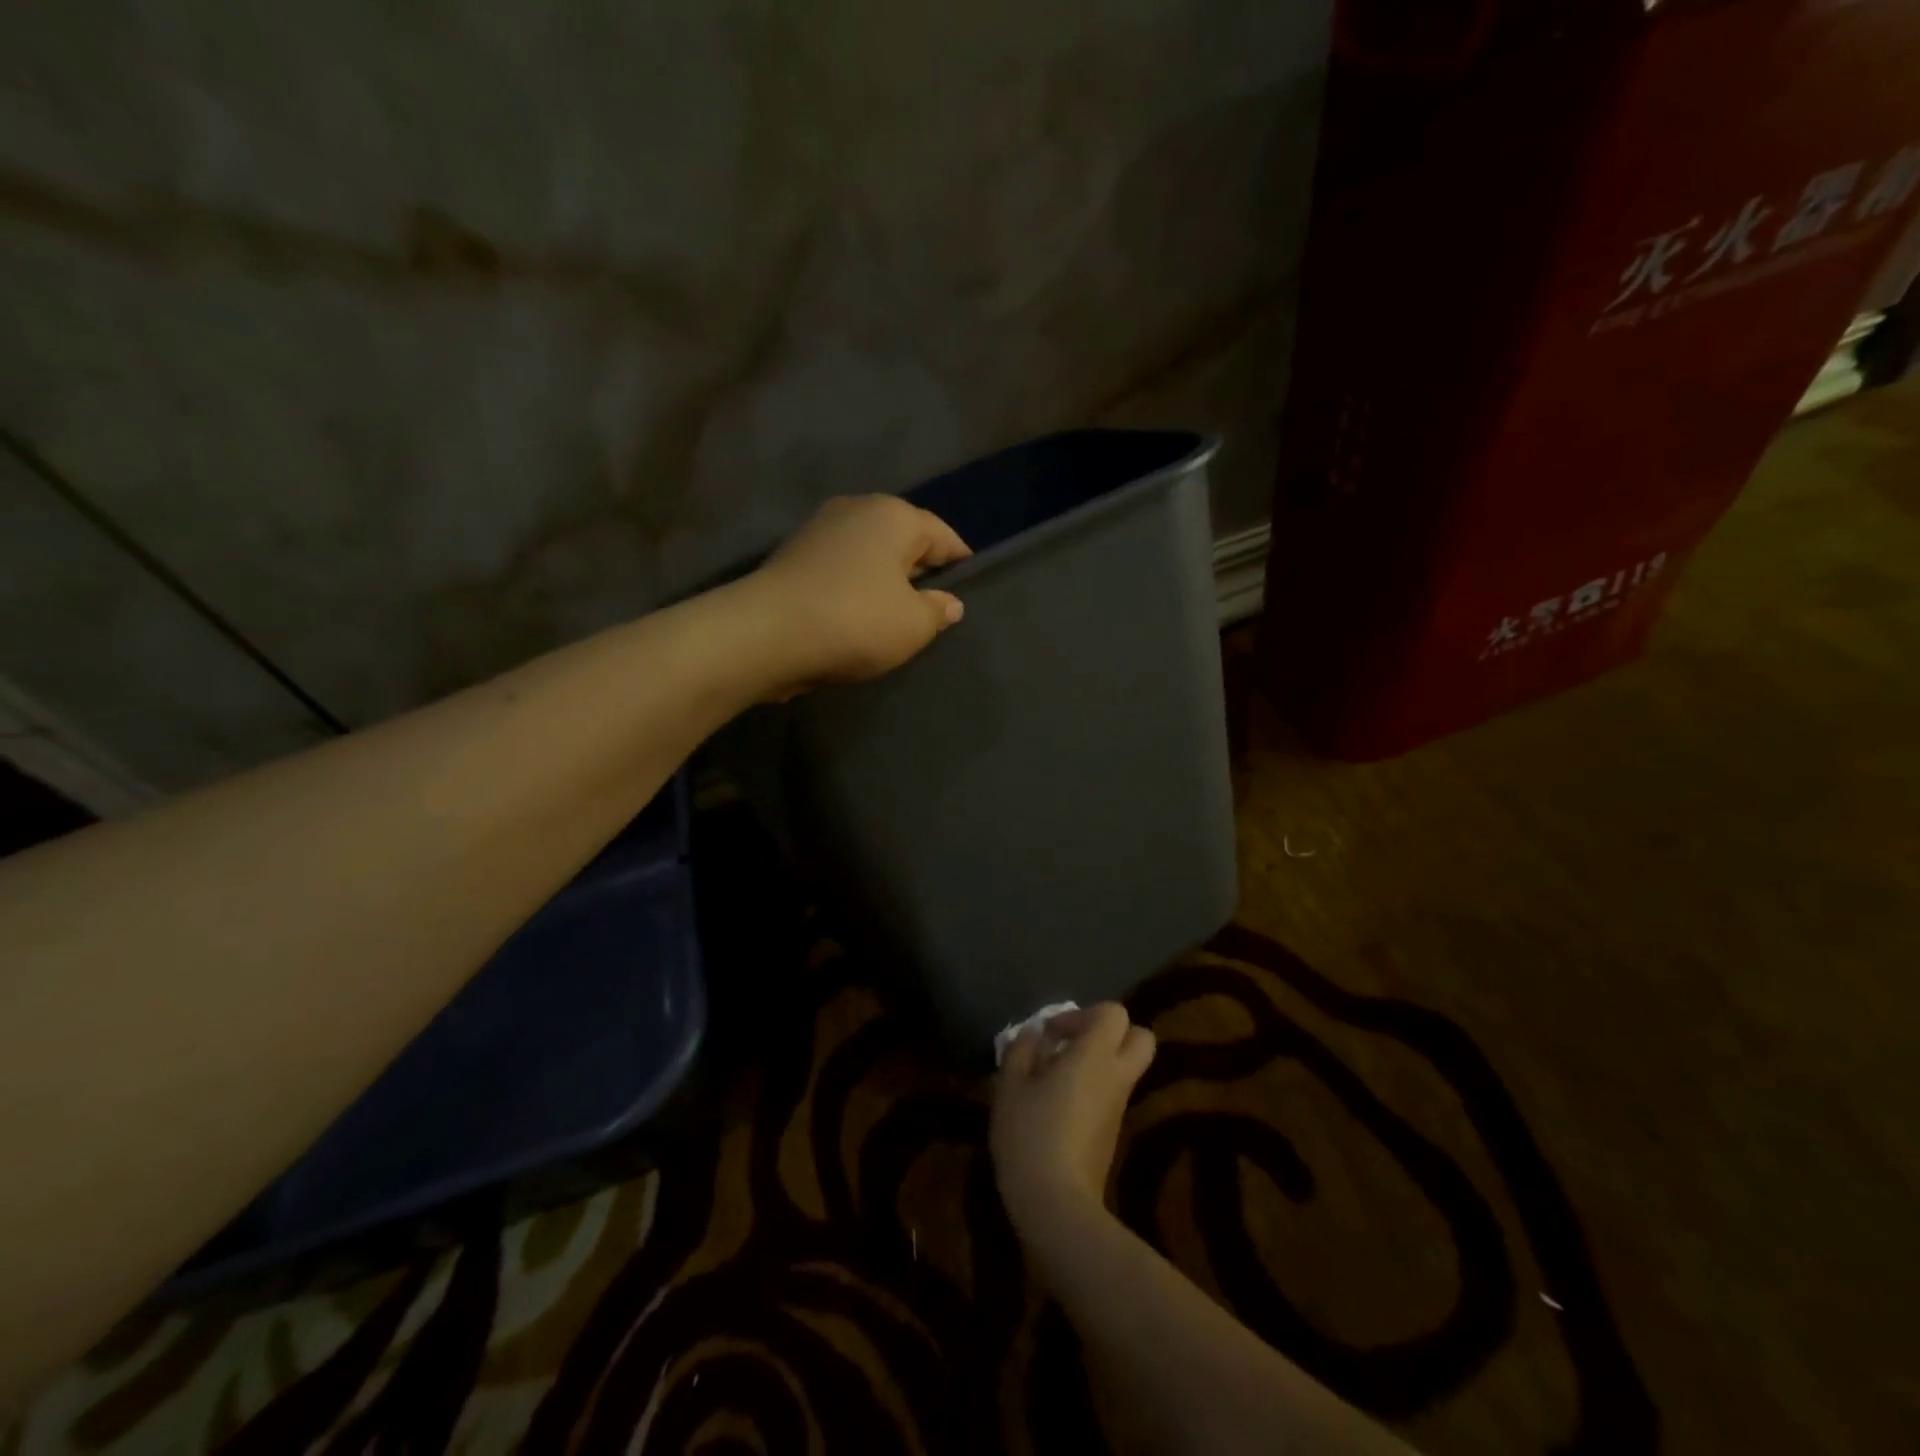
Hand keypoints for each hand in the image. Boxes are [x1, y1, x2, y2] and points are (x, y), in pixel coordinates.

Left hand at [749, 495, 970, 691]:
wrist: (766, 633)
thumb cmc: (855, 621)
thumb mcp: (913, 625)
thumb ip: (938, 611)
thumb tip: (948, 602)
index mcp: (895, 515)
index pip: (943, 535)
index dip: (961, 563)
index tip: (970, 589)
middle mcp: (857, 509)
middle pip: (904, 540)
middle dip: (921, 571)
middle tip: (933, 608)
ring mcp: (820, 529)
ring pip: (870, 555)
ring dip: (884, 581)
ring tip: (895, 617)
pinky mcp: (794, 555)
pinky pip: (842, 569)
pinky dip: (855, 588)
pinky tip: (858, 617)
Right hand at [990, 1003, 1156, 1239]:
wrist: (1057, 1206)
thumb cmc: (1030, 1135)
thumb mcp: (1010, 1086)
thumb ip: (1021, 1050)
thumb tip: (1033, 1034)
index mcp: (1095, 1056)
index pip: (1113, 1013)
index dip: (1083, 1014)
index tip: (1052, 1034)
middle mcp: (1116, 1076)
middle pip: (1139, 1037)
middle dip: (1110, 1034)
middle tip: (1073, 1045)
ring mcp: (1120, 1108)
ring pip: (1126, 1068)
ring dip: (1099, 1063)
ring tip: (1057, 1077)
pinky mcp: (1114, 1133)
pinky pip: (1114, 1095)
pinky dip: (1095, 1089)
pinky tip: (1059, 1106)